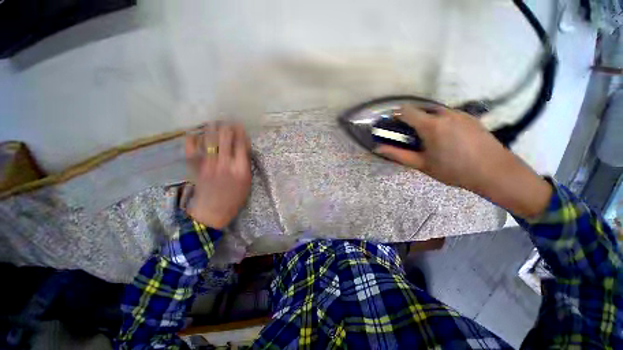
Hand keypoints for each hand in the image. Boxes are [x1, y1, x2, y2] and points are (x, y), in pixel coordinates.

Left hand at [184, 122, 251, 228]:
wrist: (213, 211)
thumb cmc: (235, 197)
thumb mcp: (247, 181)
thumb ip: (245, 163)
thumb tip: (243, 146)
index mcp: (240, 169)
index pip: (241, 144)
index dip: (240, 132)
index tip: (239, 125)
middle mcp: (224, 163)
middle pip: (225, 137)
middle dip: (226, 125)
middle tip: (227, 120)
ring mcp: (208, 164)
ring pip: (209, 139)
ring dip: (212, 127)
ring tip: (214, 121)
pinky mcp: (195, 167)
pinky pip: (191, 149)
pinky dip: (192, 139)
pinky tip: (195, 133)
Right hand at [376, 105, 551, 218]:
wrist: (495, 171)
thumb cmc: (453, 170)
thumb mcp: (421, 164)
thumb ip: (398, 155)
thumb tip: (378, 148)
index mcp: (431, 125)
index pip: (406, 111)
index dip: (395, 115)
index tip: (392, 125)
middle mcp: (445, 114)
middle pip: (420, 108)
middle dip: (410, 118)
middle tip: (409, 134)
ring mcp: (460, 113)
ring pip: (435, 110)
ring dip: (425, 118)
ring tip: (427, 136)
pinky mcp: (470, 117)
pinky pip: (448, 113)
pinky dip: (439, 120)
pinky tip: (444, 136)